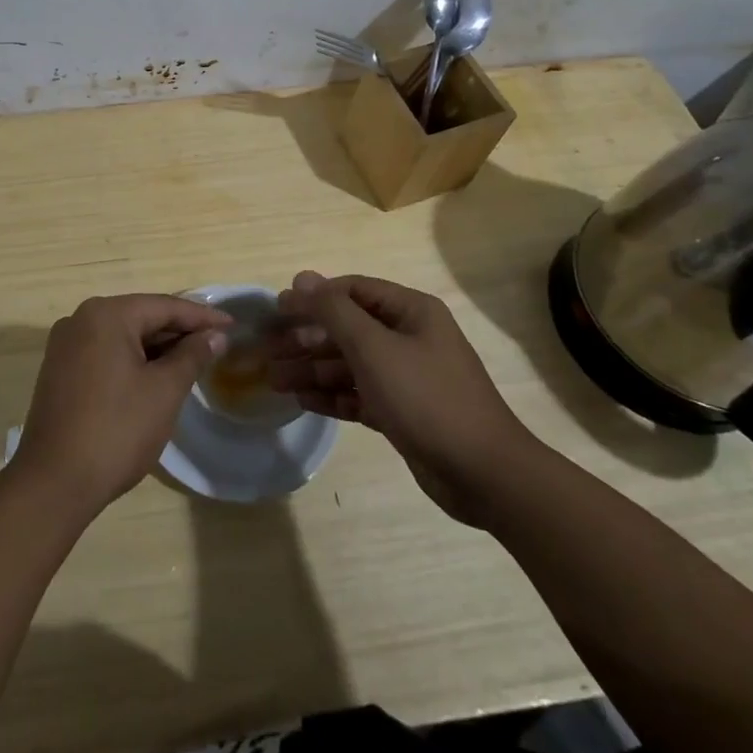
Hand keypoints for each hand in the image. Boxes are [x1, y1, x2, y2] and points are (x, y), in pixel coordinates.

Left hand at [10, 293, 229, 515]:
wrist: (53, 482)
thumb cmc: (116, 430)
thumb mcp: (164, 391)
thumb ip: (192, 356)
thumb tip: (215, 336)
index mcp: (106, 315)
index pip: (164, 306)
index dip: (202, 317)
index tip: (232, 326)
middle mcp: (80, 319)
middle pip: (141, 317)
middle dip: (178, 331)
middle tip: (216, 345)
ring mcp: (65, 345)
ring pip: (122, 336)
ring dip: (156, 347)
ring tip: (192, 361)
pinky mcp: (59, 370)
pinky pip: (105, 352)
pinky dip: (132, 360)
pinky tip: (155, 376)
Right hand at [270, 271, 538, 524]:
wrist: (484, 474)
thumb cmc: (426, 397)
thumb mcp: (373, 347)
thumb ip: (333, 310)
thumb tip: (301, 278)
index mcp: (410, 312)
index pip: (352, 291)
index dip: (313, 297)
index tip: (276, 310)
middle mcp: (409, 337)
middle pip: (347, 328)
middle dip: (307, 338)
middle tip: (268, 351)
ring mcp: (407, 376)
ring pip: (350, 364)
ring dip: (312, 369)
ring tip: (274, 379)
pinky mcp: (402, 412)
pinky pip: (359, 394)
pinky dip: (332, 395)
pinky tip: (302, 400)